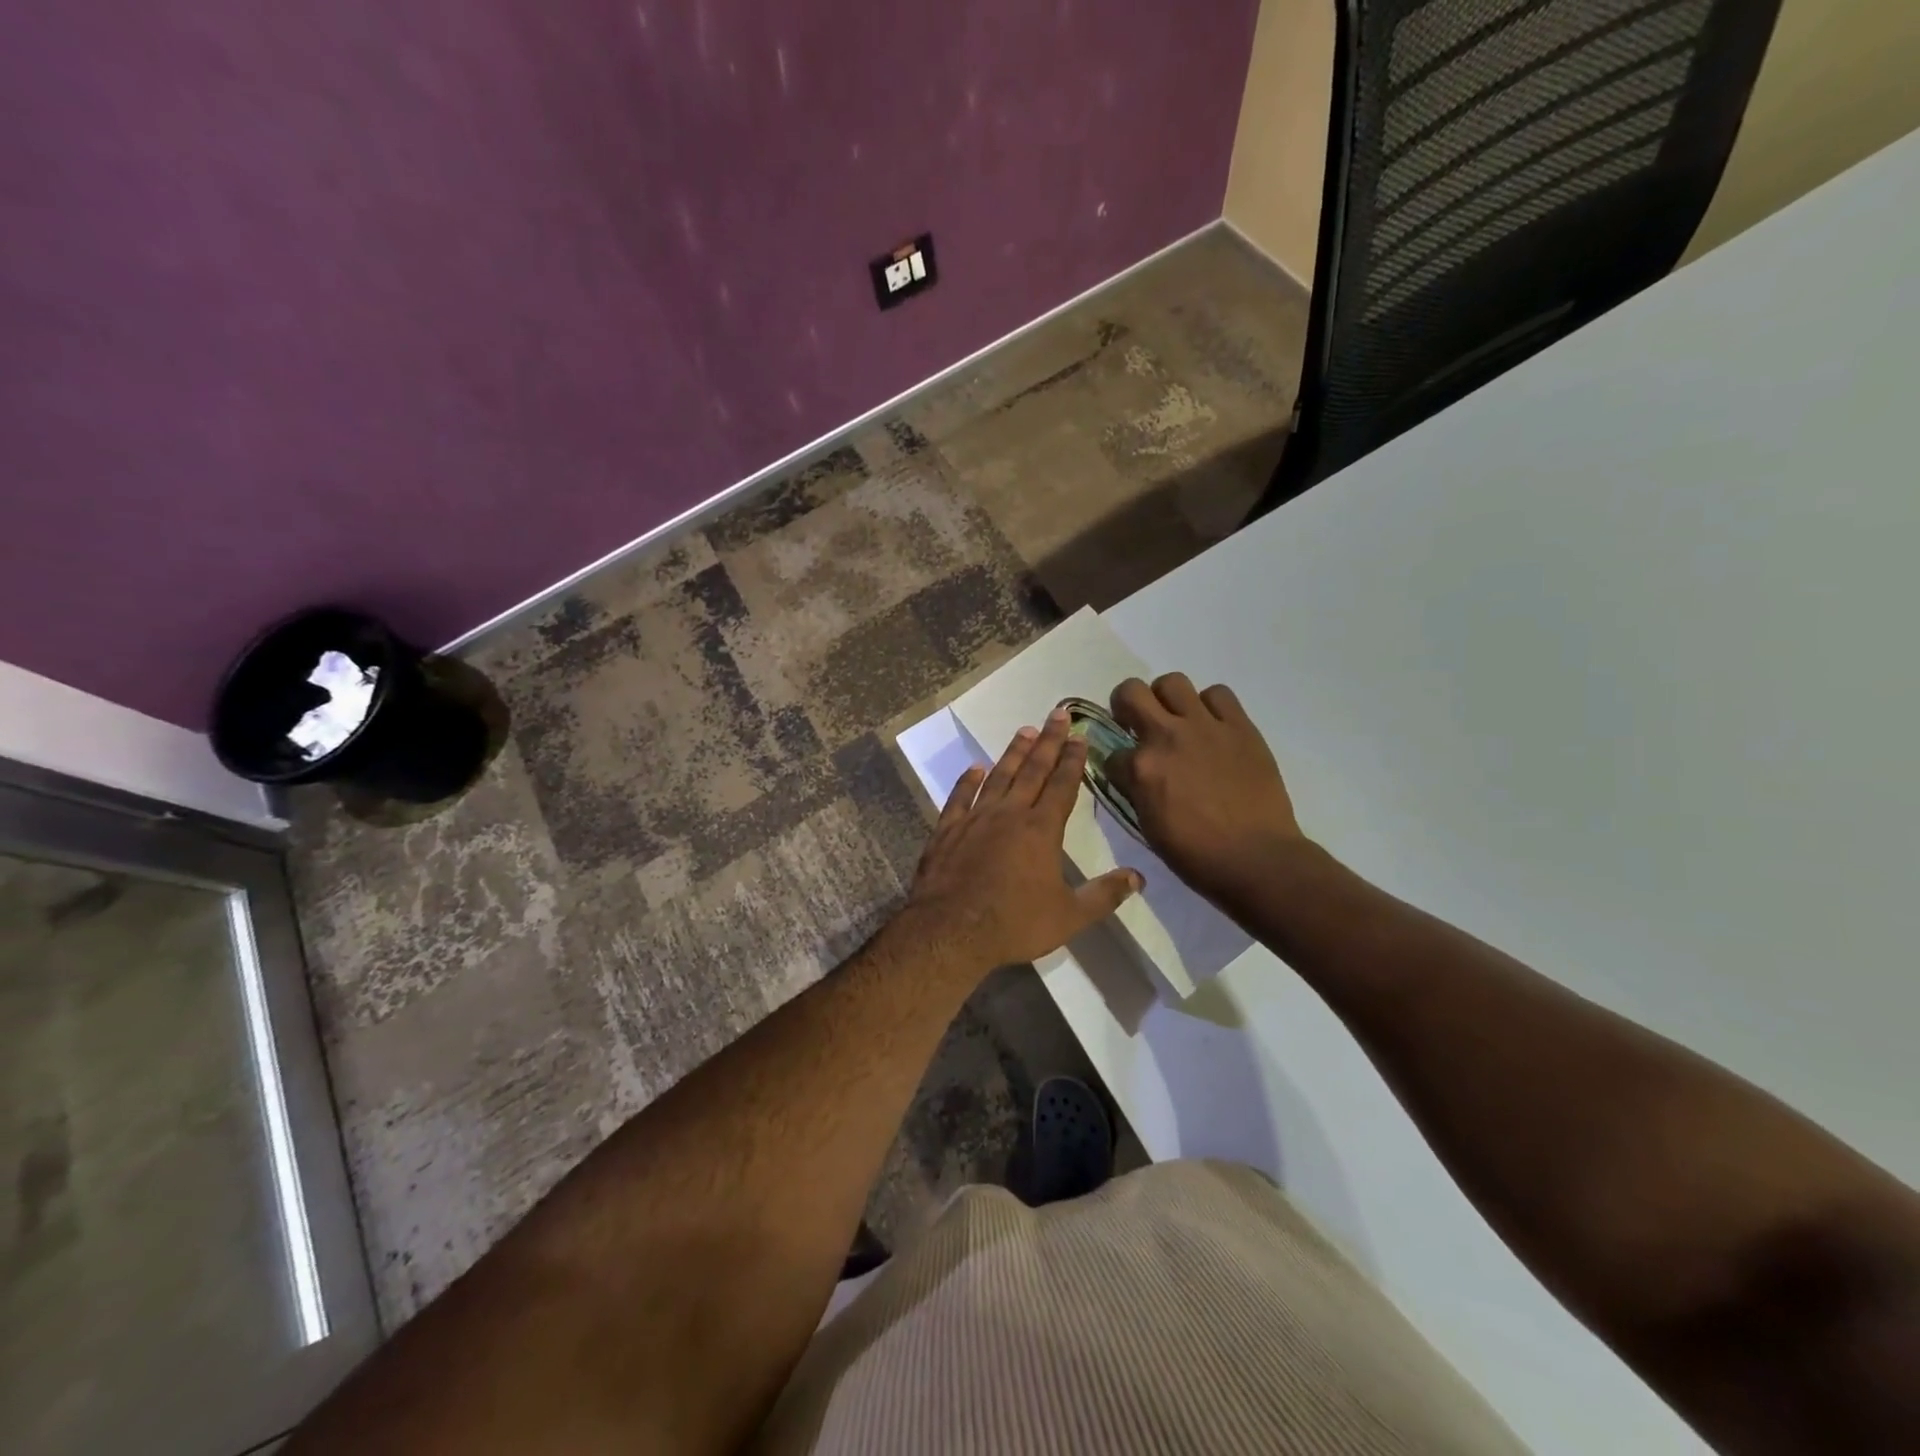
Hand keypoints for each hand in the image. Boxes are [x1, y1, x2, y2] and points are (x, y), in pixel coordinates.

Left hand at [905, 709, 1142, 970]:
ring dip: (1013, 752)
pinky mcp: (948, 830)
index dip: (1073, 760)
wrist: (950, 931)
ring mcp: (975, 818)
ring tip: (1025, 731)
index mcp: (1041, 829)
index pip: (1063, 785)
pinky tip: (975, 768)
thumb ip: (1104, 895)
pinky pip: (960, 797)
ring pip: (998, 776)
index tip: (1080, 736)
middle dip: (1049, 741)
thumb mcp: (1069, 916)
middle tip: (1058, 714)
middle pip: (1033, 770)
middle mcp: (1010, 814)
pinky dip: (968, 781)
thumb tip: (1139, 877)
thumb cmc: (1014, 923)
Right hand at [1106, 674, 1308, 907]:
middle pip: (1130, 691)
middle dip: (1126, 705)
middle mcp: (1166, 736)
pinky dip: (1210, 706)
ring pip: (1173, 682)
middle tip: (1137, 723)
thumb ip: (1136, 790)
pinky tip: (1212, 726)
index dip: (1116, 763)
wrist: (1256, 858)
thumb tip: (1131, 775)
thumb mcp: (1148, 825)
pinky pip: (1218, 694)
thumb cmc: (1196, 854)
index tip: (1125, 772)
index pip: (1111, 752)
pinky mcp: (1239, 726)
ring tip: (1177, 720)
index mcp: (1141, 768)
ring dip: (1167, 699)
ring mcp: (1205, 726)